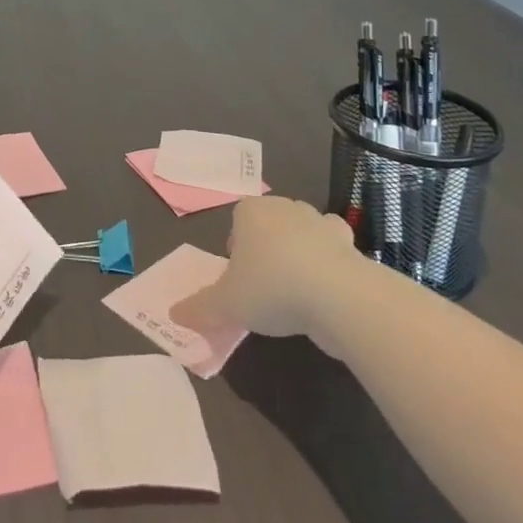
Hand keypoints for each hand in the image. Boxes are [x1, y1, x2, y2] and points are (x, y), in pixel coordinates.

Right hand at [170, 195, 360, 338]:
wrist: (339, 296)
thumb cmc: (271, 288)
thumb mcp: (226, 304)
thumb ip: (199, 308)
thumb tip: (173, 314)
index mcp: (251, 211)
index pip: (238, 220)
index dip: (236, 248)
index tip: (238, 278)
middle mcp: (285, 208)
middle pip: (270, 226)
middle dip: (266, 249)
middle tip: (263, 286)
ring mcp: (320, 223)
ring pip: (302, 234)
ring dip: (298, 255)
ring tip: (295, 292)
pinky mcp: (349, 244)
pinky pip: (333, 250)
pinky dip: (329, 264)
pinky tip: (325, 292)